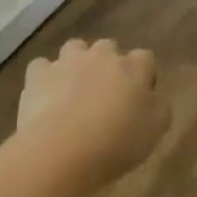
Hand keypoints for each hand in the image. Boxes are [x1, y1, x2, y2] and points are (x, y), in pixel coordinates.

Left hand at [16, 38, 169, 179]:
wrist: (64, 148)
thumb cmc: (119, 140)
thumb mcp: (157, 129)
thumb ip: (158, 106)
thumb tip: (152, 98)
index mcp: (134, 67)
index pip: (145, 58)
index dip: (143, 75)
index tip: (140, 98)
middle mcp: (101, 56)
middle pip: (108, 48)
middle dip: (108, 64)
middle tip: (107, 93)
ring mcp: (66, 62)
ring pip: (74, 49)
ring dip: (76, 64)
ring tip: (75, 91)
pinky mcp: (37, 76)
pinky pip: (41, 67)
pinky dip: (45, 78)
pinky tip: (46, 97)